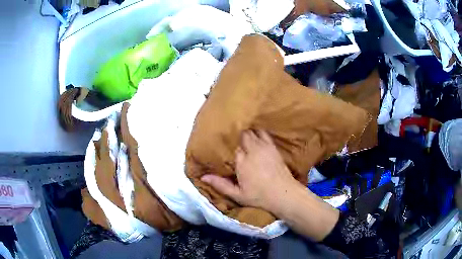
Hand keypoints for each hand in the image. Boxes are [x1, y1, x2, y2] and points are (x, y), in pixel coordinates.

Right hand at [201, 130, 299, 215]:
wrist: (284, 194)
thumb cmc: (259, 196)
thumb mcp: (237, 194)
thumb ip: (220, 184)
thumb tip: (203, 177)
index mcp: (242, 161)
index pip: (230, 145)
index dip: (225, 142)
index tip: (219, 141)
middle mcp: (253, 150)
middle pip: (242, 134)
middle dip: (235, 133)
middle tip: (229, 133)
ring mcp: (264, 146)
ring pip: (252, 131)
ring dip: (246, 130)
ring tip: (240, 130)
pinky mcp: (273, 147)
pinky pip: (264, 133)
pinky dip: (258, 130)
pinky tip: (255, 131)